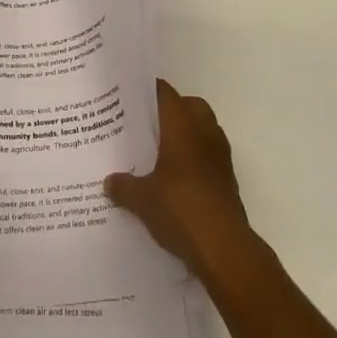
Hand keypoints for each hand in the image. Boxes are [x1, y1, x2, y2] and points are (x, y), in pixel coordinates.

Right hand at [105, 79, 256, 281]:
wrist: (223, 246)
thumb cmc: (180, 208)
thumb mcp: (142, 199)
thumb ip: (124, 186)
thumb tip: (109, 181)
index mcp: (182, 125)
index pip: (165, 93)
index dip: (148, 91)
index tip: (129, 96)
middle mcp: (204, 131)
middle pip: (189, 105)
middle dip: (171, 111)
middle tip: (146, 125)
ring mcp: (220, 154)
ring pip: (203, 129)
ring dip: (186, 135)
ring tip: (159, 152)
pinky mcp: (227, 178)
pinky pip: (209, 154)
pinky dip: (195, 158)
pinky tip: (176, 179)